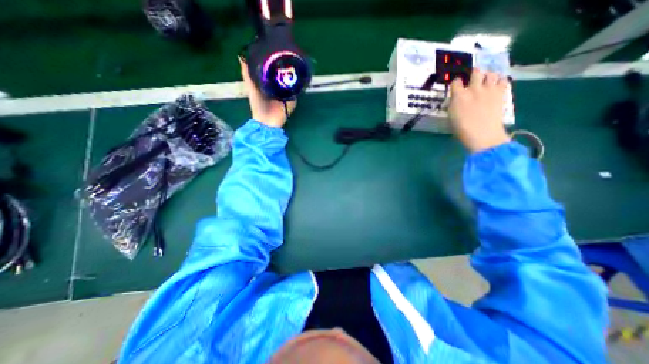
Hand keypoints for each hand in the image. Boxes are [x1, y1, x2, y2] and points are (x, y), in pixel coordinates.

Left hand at [238, 58, 296, 127]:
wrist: (268, 122)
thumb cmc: (258, 106)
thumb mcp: (251, 89)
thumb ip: (247, 75)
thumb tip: (242, 56)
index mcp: (269, 84)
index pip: (273, 70)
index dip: (274, 60)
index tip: (276, 48)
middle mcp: (278, 87)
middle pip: (283, 74)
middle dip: (285, 66)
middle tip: (288, 52)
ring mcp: (287, 94)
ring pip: (291, 82)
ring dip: (293, 74)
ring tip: (295, 60)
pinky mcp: (292, 100)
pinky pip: (296, 91)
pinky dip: (298, 85)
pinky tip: (300, 75)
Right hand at [450, 68, 508, 152]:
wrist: (482, 134)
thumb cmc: (462, 129)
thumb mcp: (451, 116)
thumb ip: (454, 104)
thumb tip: (457, 99)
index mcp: (458, 96)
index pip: (456, 81)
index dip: (456, 82)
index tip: (457, 85)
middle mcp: (473, 88)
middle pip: (476, 71)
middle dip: (474, 73)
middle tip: (473, 78)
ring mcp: (489, 89)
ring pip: (491, 73)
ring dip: (488, 75)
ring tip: (486, 80)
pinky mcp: (501, 93)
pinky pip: (503, 80)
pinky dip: (500, 81)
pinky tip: (497, 85)